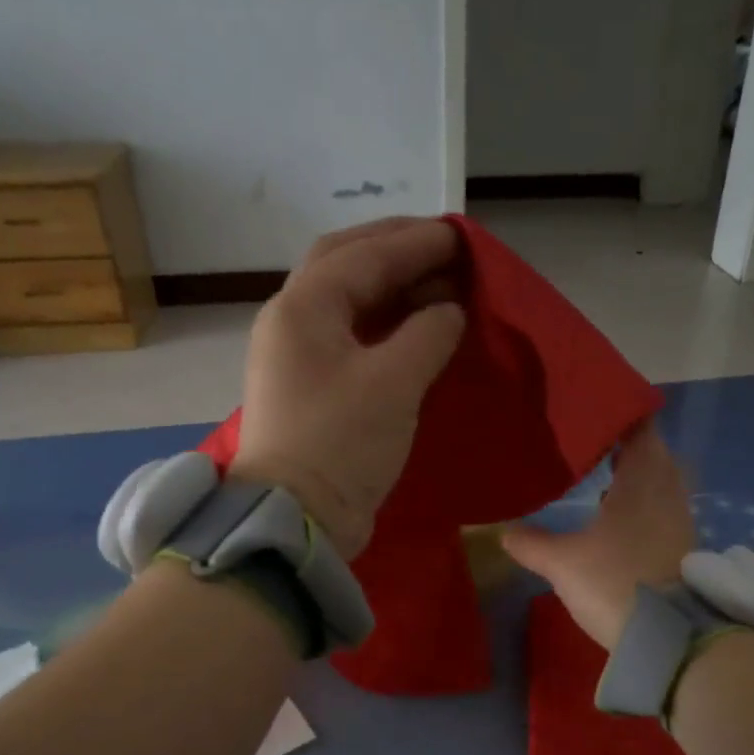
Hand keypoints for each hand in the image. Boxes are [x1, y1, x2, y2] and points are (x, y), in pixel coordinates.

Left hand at [231, 218, 465, 556]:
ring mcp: (297, 357)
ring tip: (438, 285)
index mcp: (303, 308)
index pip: (364, 255)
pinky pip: (350, 337)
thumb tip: (447, 311)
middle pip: (345, 265)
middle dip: (396, 251)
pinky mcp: (310, 389)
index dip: (416, 242)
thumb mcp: (394, 383)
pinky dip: (384, 325)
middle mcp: (292, 322)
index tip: (462, 236)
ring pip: (347, 302)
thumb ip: (428, 334)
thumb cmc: (342, 444)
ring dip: (391, 288)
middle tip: (445, 250)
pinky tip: (416, 329)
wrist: (299, 518)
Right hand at [502, 425, 694, 649]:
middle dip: (629, 445)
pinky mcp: (683, 548)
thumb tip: (505, 531)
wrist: (668, 637)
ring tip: (605, 478)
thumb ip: (532, 544)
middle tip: (595, 444)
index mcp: (641, 482)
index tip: (598, 410)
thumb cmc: (614, 583)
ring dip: (638, 476)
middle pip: (655, 454)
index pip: (641, 430)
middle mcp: (667, 493)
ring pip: (661, 484)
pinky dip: (644, 504)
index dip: (623, 415)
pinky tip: (620, 518)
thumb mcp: (562, 563)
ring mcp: (680, 521)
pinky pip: (663, 509)